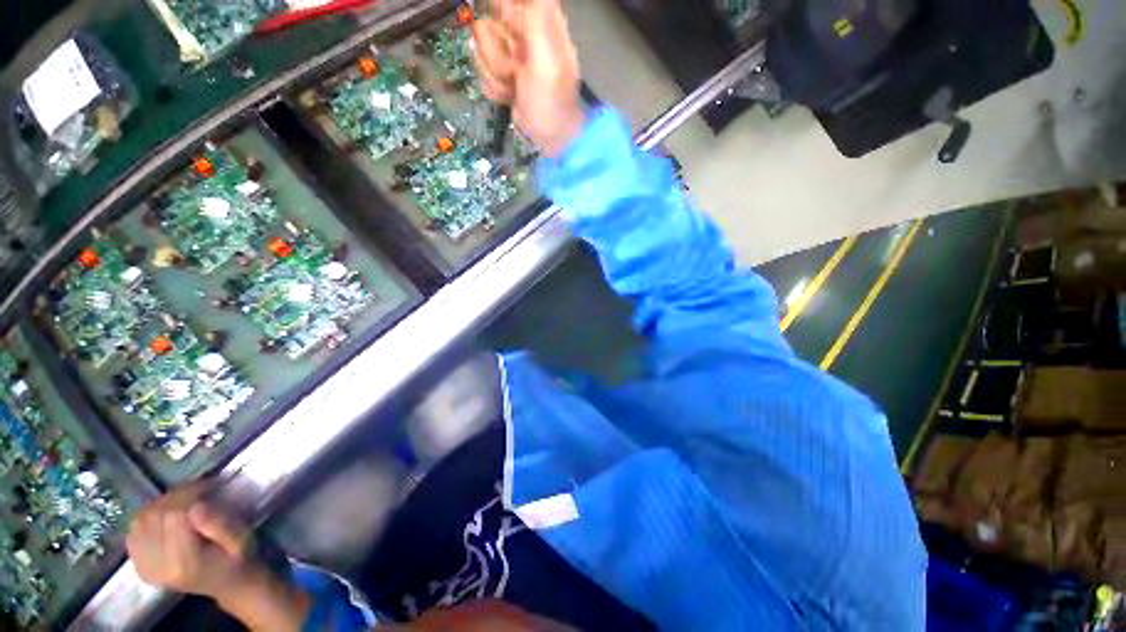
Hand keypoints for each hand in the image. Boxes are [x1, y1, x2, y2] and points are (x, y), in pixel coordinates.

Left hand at [128, 481, 310, 630]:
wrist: (227, 583)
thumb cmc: (238, 558)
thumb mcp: (242, 540)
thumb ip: (221, 525)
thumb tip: (197, 506)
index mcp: (184, 562)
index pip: (173, 516)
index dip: (188, 494)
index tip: (208, 484)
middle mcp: (158, 566)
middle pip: (154, 516)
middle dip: (175, 496)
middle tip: (197, 489)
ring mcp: (145, 568)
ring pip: (140, 521)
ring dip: (161, 505)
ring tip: (183, 501)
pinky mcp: (140, 566)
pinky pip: (133, 533)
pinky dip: (147, 519)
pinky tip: (164, 517)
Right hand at [473, 0, 586, 156]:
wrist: (549, 138)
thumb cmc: (552, 102)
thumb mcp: (547, 61)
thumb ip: (536, 19)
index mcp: (541, 21)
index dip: (503, 9)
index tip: (507, 33)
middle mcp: (523, 31)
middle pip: (488, 19)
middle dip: (496, 50)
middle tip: (516, 69)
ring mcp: (509, 53)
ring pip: (480, 44)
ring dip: (496, 72)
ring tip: (515, 87)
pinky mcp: (500, 72)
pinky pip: (481, 68)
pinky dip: (494, 87)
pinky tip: (509, 96)